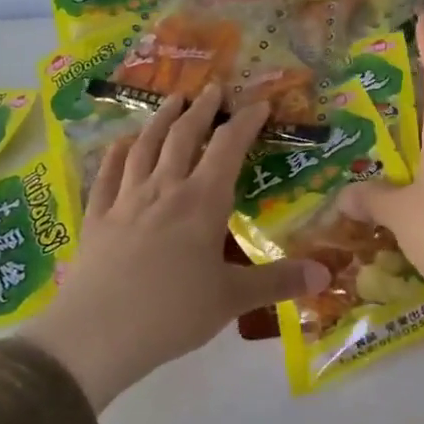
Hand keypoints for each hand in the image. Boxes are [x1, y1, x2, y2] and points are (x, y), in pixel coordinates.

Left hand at [20, 87, 329, 409]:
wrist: (95, 335)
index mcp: (202, 203)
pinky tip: (120, 143)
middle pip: (184, 137)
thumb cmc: (172, 314)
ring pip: (144, 147)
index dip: (245, 122)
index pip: (228, 149)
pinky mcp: (97, 218)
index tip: (259, 104)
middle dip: (202, 110)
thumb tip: (327, 275)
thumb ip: (279, 282)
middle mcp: (164, 190)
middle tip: (213, 88)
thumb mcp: (232, 299)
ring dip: (161, 120)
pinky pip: (106, 175)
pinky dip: (115, 154)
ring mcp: (125, 201)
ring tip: (172, 100)